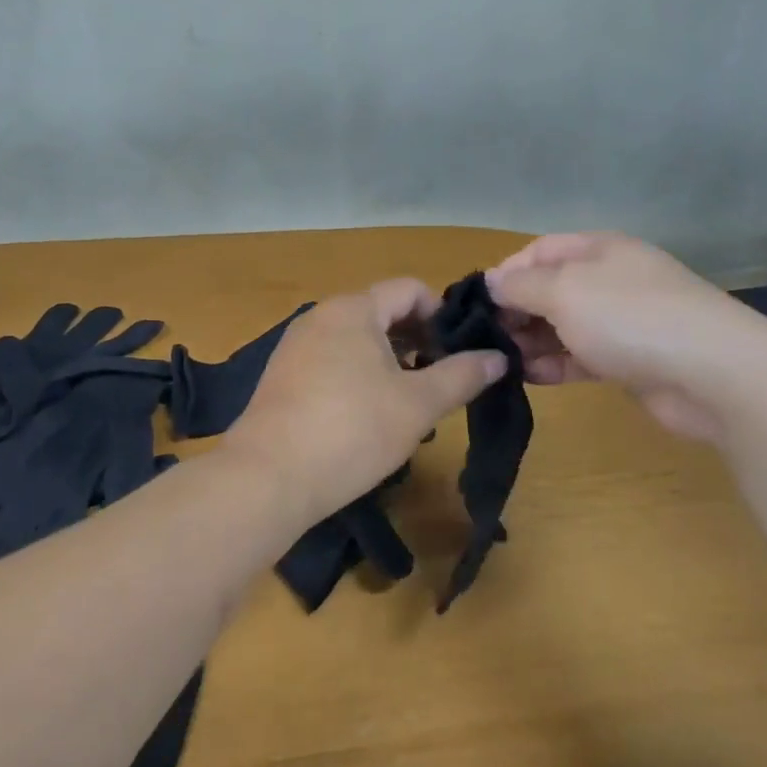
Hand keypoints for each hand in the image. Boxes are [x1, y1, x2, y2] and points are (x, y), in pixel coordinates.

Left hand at [222, 280, 506, 525]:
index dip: (442, 315)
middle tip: (441, 379)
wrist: (268, 477)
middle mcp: (321, 316)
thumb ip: (462, 376)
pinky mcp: (282, 376)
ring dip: (390, 361)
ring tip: (409, 401)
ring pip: (357, 339)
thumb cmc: (352, 431)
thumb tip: (498, 357)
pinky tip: (368, 416)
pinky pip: (332, 360)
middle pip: (382, 312)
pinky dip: (359, 375)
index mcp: (354, 309)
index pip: (410, 289)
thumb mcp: (418, 405)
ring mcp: (296, 346)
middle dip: (418, 340)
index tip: (461, 352)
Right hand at [485, 233, 766, 441]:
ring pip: (564, 326)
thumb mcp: (565, 291)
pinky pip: (581, 356)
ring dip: (531, 342)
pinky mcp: (630, 361)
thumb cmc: (631, 317)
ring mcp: (623, 321)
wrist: (714, 374)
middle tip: (485, 339)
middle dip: (516, 311)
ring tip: (501, 362)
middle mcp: (610, 280)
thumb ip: (522, 285)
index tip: (479, 303)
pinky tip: (529, 378)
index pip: (540, 250)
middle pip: (550, 289)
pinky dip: (555, 364)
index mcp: (598, 250)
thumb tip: (491, 281)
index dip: (507, 272)